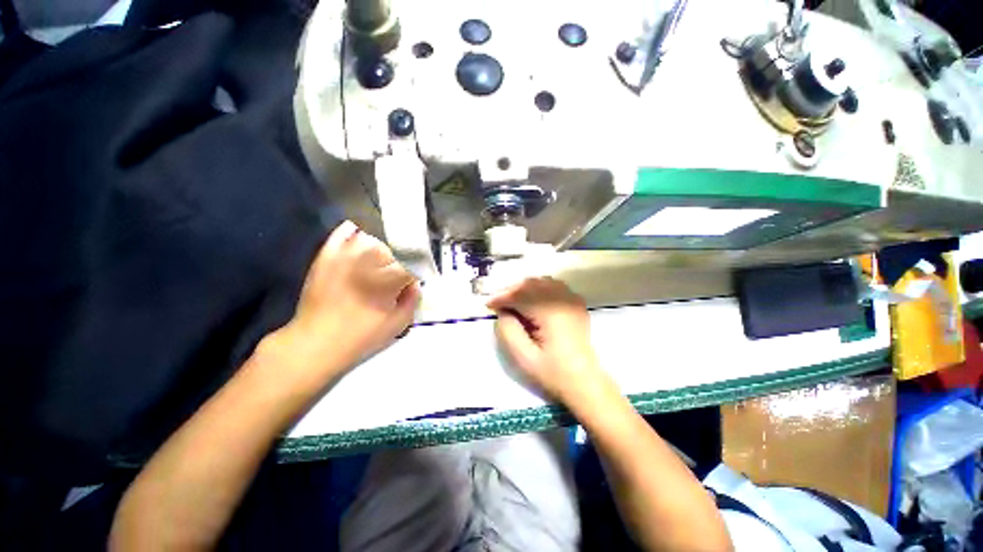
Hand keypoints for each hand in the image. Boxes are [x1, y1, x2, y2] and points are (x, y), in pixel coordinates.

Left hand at [272, 221, 419, 381]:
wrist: (315, 342)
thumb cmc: (361, 337)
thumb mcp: (398, 324)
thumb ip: (413, 299)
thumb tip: (415, 283)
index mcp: (387, 280)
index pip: (411, 264)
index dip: (417, 271)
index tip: (415, 279)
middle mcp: (367, 262)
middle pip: (392, 250)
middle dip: (398, 263)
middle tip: (394, 278)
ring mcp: (344, 256)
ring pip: (371, 240)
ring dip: (379, 250)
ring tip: (377, 264)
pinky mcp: (326, 256)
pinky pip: (343, 233)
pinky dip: (353, 232)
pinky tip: (359, 238)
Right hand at [487, 277, 603, 400]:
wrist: (584, 381)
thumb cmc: (553, 373)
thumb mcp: (524, 358)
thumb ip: (508, 331)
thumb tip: (503, 311)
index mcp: (551, 314)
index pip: (521, 295)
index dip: (502, 297)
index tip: (488, 304)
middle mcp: (564, 300)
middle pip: (531, 284)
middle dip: (511, 290)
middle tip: (498, 303)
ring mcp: (572, 300)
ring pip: (542, 282)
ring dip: (524, 288)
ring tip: (512, 301)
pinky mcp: (576, 303)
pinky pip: (553, 286)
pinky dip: (538, 288)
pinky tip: (531, 300)